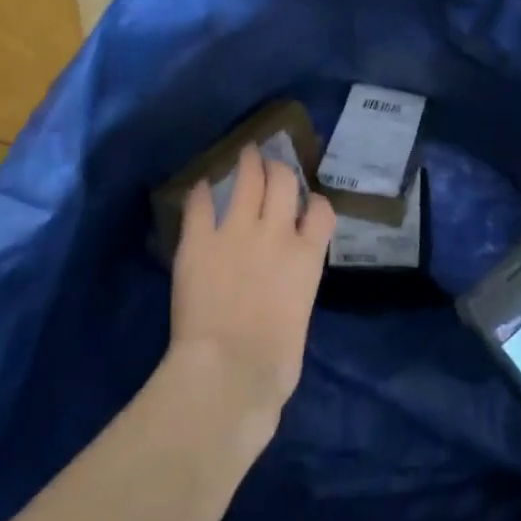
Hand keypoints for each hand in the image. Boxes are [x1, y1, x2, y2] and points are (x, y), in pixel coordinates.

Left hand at [168, 146, 334, 437]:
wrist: (231, 369)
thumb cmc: (274, 362)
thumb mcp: (299, 316)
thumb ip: (294, 289)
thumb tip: (283, 293)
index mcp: (307, 256)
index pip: (321, 211)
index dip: (315, 202)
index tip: (308, 202)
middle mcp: (276, 233)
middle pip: (283, 182)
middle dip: (279, 167)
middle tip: (270, 160)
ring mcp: (236, 232)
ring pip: (248, 180)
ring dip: (247, 163)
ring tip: (245, 151)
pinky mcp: (199, 241)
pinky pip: (200, 205)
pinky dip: (202, 193)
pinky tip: (201, 187)